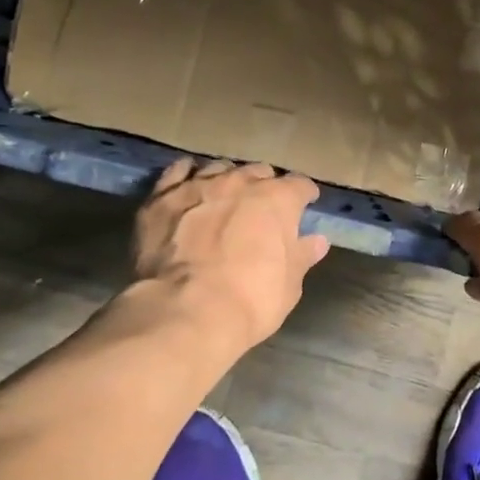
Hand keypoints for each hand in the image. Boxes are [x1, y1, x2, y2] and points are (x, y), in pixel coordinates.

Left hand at [132, 159, 329, 352]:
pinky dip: (185, 175)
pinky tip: (187, 182)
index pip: (299, 185)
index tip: (305, 203)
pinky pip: (176, 173)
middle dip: (264, 185)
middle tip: (262, 207)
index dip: (304, 194)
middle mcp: (239, 182)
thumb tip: (317, 241)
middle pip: (258, 172)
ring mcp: (198, 186)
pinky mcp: (162, 198)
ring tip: (224, 196)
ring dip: (227, 180)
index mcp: (277, 200)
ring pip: (219, 168)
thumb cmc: (250, 300)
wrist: (187, 310)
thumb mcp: (288, 285)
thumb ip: (301, 256)